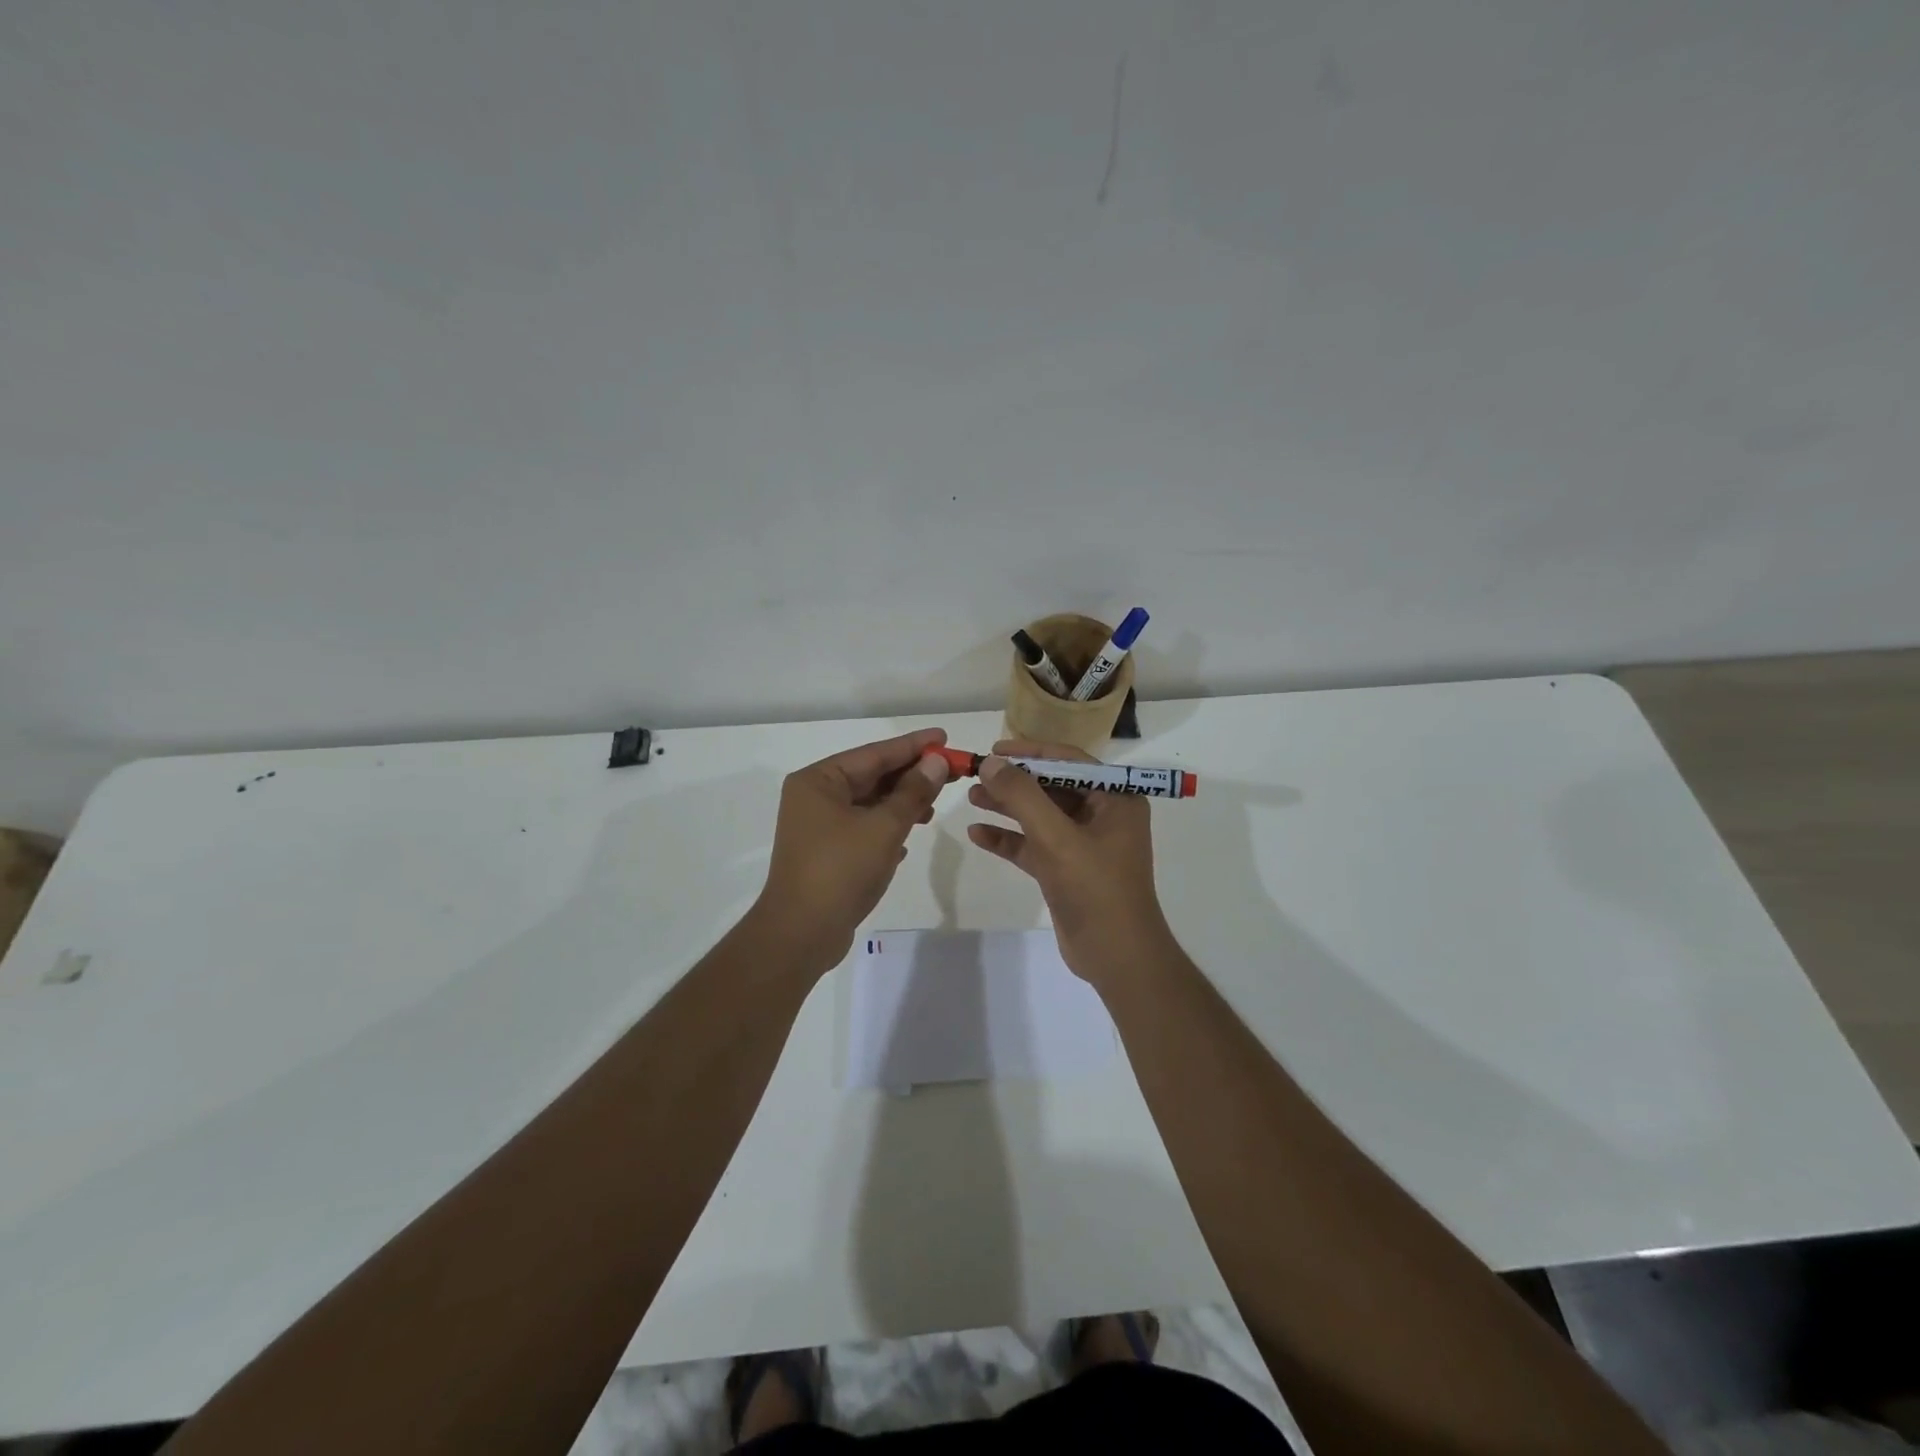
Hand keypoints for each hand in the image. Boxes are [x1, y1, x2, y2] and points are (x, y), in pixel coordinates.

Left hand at [753, 727, 950, 969]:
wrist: (801, 934)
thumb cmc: (841, 870)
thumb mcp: (884, 827)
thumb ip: (913, 792)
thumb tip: (936, 761)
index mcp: (819, 781)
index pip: (874, 753)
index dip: (913, 746)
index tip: (944, 737)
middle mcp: (814, 797)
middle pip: (871, 777)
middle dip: (910, 776)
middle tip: (950, 770)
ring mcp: (818, 827)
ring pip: (869, 804)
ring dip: (902, 803)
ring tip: (934, 806)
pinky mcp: (826, 853)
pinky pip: (863, 828)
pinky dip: (887, 827)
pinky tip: (911, 834)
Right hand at [965, 739, 1176, 985]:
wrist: (1117, 957)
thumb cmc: (1095, 888)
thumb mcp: (1056, 837)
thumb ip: (1022, 796)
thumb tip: (990, 763)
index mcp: (1116, 799)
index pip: (1069, 761)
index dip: (1031, 752)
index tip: (994, 750)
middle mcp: (1103, 815)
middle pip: (1051, 787)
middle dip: (1014, 781)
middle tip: (976, 773)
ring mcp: (1084, 844)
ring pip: (1040, 816)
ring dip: (1007, 807)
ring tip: (971, 797)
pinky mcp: (1066, 870)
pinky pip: (1034, 845)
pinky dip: (1009, 839)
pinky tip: (977, 834)